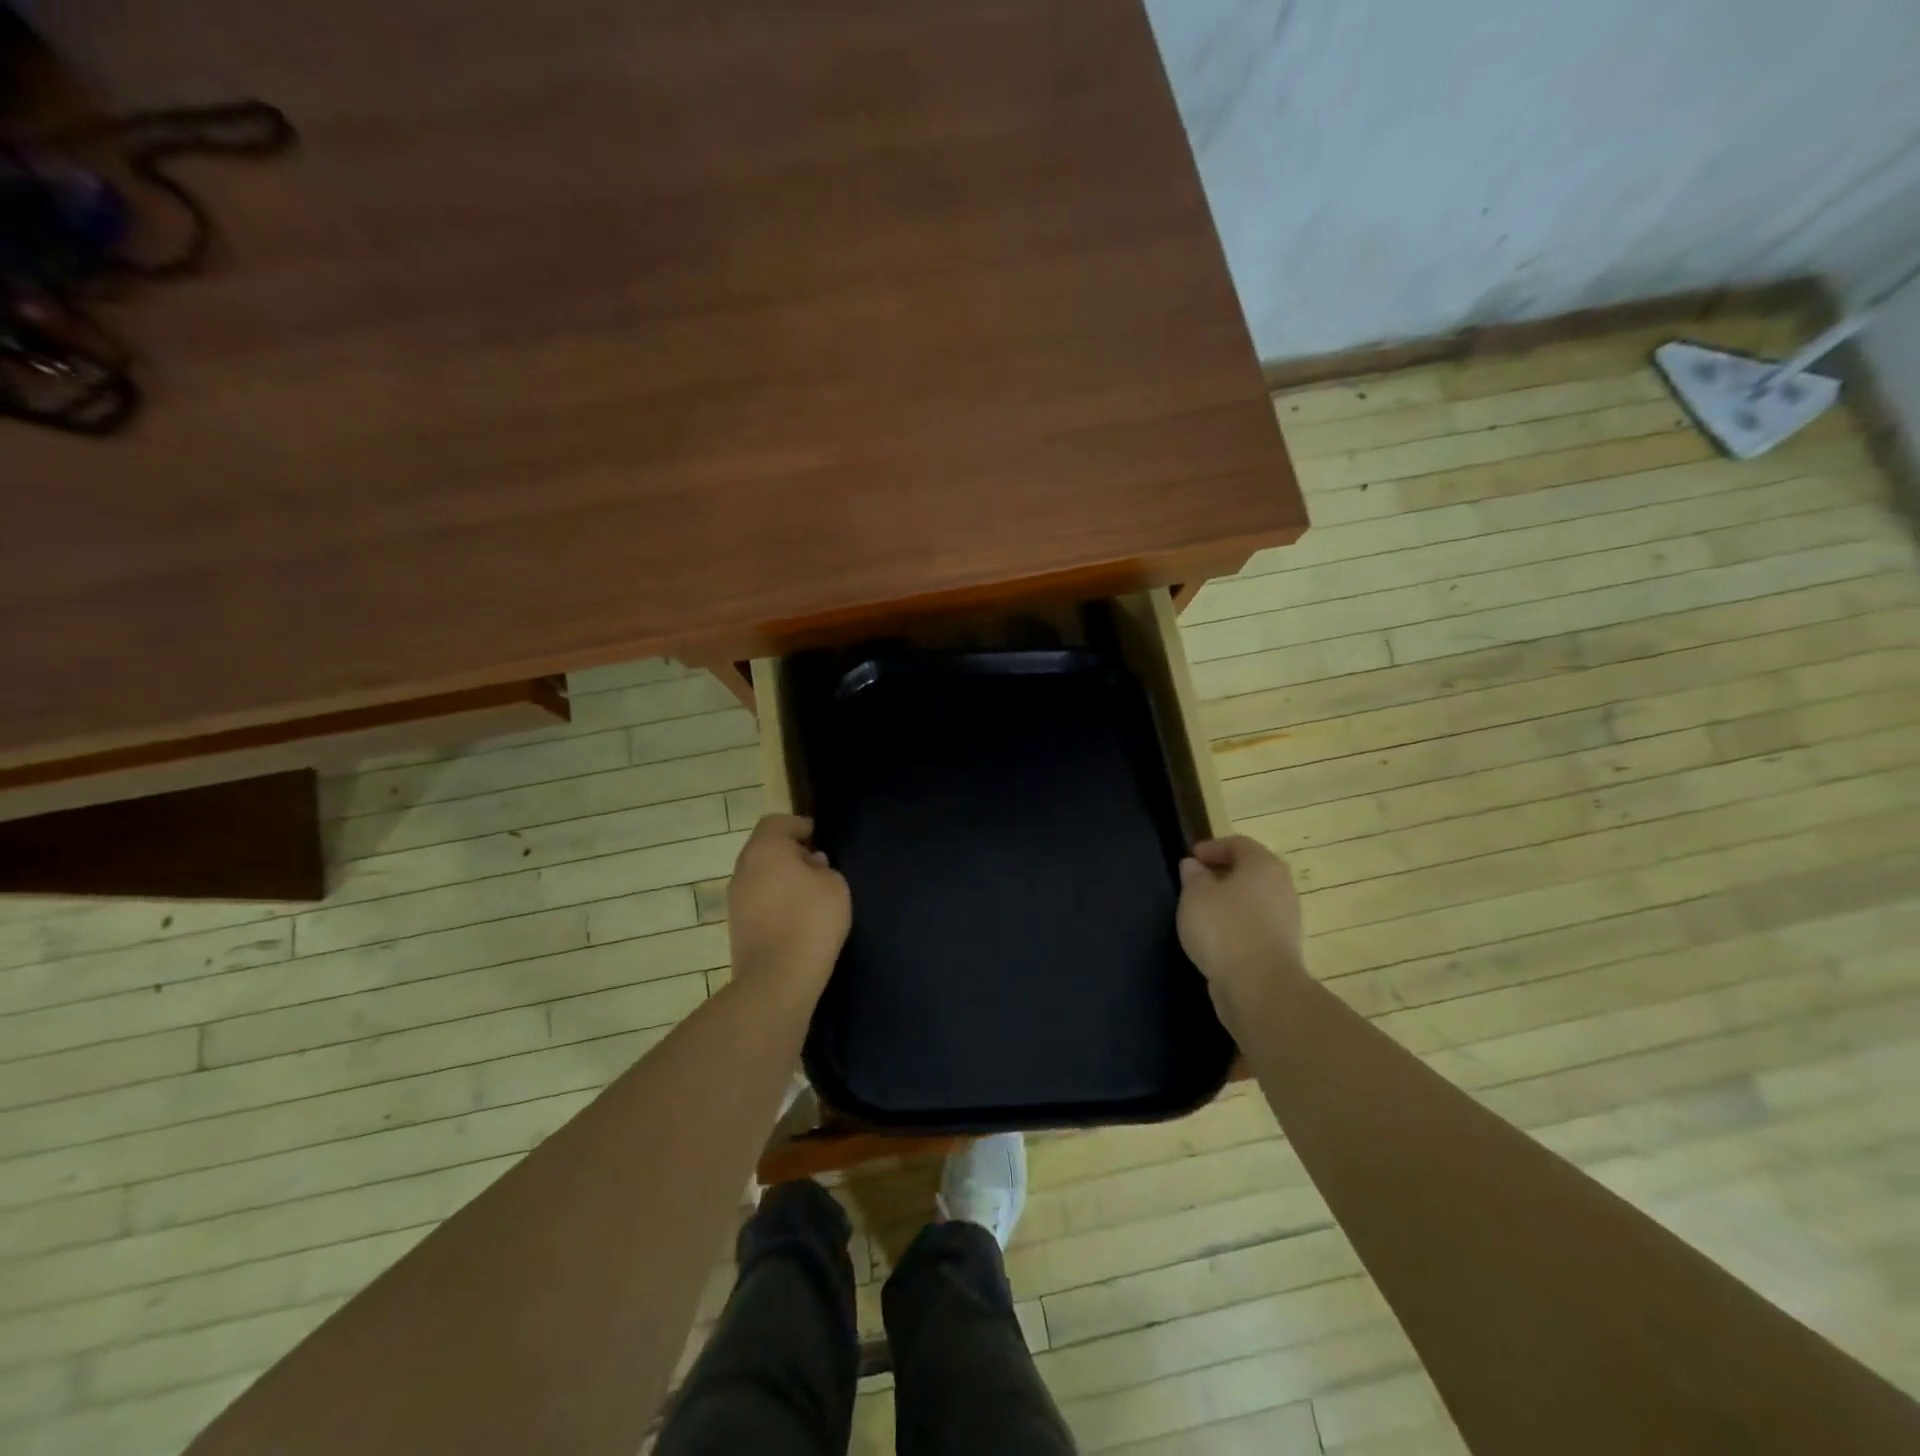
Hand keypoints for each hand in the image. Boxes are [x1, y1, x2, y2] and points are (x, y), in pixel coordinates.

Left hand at [727, 815, 850, 1004]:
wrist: (777, 978)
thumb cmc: (811, 921)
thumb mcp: (835, 885)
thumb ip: (823, 868)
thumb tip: (809, 865)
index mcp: (765, 850)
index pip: (776, 822)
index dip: (797, 824)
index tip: (816, 835)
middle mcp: (743, 868)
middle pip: (765, 848)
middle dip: (789, 852)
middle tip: (817, 864)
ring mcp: (735, 899)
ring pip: (759, 875)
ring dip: (781, 877)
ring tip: (810, 892)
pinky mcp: (736, 925)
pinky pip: (757, 900)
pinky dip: (774, 899)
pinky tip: (796, 916)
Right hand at [1177, 836, 1306, 1020]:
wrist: (1259, 988)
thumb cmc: (1224, 928)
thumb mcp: (1195, 895)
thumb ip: (1193, 876)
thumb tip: (1193, 866)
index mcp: (1263, 865)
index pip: (1238, 844)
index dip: (1211, 847)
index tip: (1189, 859)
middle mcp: (1281, 887)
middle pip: (1249, 871)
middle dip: (1220, 875)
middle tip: (1193, 883)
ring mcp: (1286, 920)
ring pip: (1252, 900)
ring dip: (1228, 902)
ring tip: (1199, 912)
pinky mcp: (1282, 948)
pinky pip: (1254, 926)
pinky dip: (1235, 926)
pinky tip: (1214, 938)